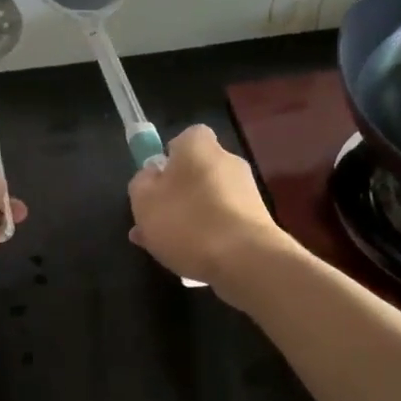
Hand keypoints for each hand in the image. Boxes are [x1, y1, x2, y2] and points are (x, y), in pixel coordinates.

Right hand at [128, 125, 285, 289]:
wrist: (246, 261)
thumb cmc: (187, 222)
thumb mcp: (144, 201)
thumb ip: (142, 183)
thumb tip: (151, 175)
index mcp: (199, 146)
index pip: (184, 139)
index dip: (168, 159)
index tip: (156, 183)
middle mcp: (227, 160)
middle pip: (195, 172)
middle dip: (177, 194)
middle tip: (156, 221)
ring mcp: (246, 191)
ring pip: (208, 201)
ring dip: (190, 219)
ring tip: (168, 248)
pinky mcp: (258, 221)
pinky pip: (224, 222)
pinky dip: (209, 236)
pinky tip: (192, 259)